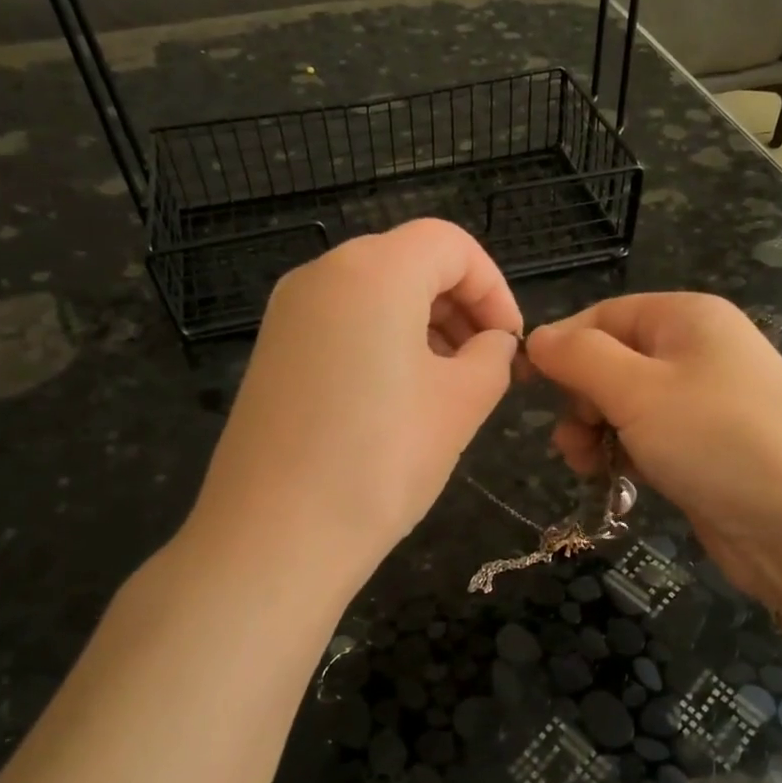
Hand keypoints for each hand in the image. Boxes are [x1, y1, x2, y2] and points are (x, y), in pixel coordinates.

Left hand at [188, 219, 522, 598]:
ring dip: (423, 323)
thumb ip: (493, 356)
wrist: (273, 538)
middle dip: (459, 304)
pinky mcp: (271, 351)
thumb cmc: (381, 461)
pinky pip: (341, 323)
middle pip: (408, 261)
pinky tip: (397, 398)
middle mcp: (322, 274)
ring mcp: (287, 312)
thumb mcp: (461, 403)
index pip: (450, 244)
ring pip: (373, 292)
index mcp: (373, 270)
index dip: (493, 286)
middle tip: (485, 363)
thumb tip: (493, 342)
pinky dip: (381, 341)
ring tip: (448, 385)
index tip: (510, 341)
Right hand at [526, 293, 781, 609]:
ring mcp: (703, 400)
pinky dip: (624, 454)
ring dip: (595, 432)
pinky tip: (616, 481)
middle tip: (575, 440)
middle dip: (580, 399)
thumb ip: (578, 357)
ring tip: (589, 466)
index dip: (560, 348)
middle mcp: (696, 349)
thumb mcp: (636, 390)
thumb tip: (536, 339)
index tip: (527, 390)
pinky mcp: (704, 446)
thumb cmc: (715, 439)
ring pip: (624, 404)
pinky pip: (647, 436)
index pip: (601, 316)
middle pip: (610, 360)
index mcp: (685, 316)